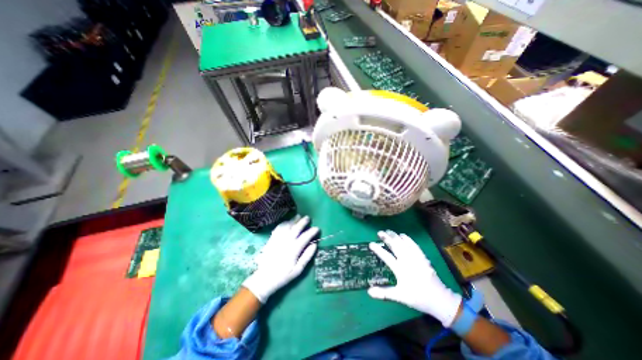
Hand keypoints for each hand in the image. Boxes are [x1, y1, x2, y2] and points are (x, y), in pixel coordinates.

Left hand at [242, 216, 319, 301]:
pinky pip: (278, 228)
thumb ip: (307, 257)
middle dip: (303, 222)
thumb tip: (314, 245)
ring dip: (293, 220)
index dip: (312, 231)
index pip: (305, 237)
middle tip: (308, 218)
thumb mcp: (298, 270)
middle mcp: (286, 242)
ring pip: (287, 226)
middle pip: (296, 228)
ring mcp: (278, 239)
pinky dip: (284, 223)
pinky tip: (287, 222)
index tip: (317, 228)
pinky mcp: (271, 240)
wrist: (264, 279)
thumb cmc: (283, 276)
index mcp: (294, 250)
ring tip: (298, 216)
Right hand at [366, 231, 460, 326]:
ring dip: (395, 236)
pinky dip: (408, 239)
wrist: (439, 299)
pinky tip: (403, 235)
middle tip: (379, 232)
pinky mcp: (422, 257)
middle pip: (395, 246)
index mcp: (400, 270)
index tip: (371, 244)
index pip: (387, 257)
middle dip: (387, 238)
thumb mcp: (400, 297)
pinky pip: (414, 245)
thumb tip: (369, 292)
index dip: (378, 250)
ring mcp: (415, 258)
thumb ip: (384, 293)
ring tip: (388, 231)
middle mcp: (407, 261)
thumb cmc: (417, 297)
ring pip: (403, 243)